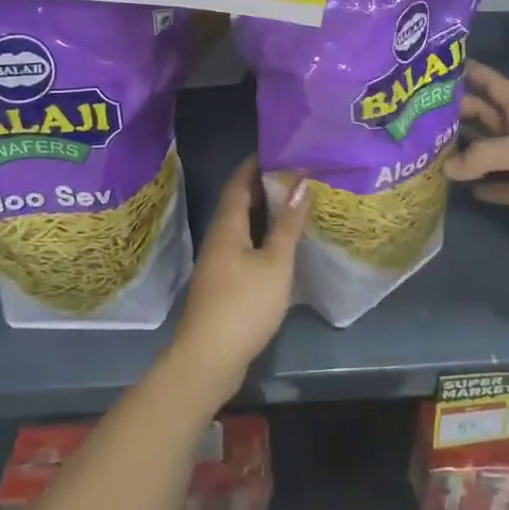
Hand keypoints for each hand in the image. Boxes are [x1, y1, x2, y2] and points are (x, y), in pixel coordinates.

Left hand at [171, 156, 308, 400]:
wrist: (208, 359)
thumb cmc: (244, 305)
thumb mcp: (275, 263)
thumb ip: (287, 224)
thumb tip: (300, 183)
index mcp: (227, 227)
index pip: (238, 183)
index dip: (255, 164)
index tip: (278, 149)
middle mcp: (218, 239)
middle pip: (238, 203)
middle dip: (262, 186)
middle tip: (293, 174)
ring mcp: (217, 264)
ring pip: (241, 227)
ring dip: (263, 213)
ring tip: (293, 204)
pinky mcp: (222, 285)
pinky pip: (242, 248)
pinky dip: (261, 237)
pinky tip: (280, 246)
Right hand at [447, 60, 508, 260]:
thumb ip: (483, 154)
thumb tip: (447, 168)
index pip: (495, 85)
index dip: (474, 72)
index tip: (442, 65)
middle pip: (486, 117)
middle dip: (459, 113)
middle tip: (421, 114)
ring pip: (489, 153)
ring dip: (465, 151)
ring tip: (429, 150)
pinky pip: (500, 186)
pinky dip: (482, 185)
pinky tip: (459, 185)